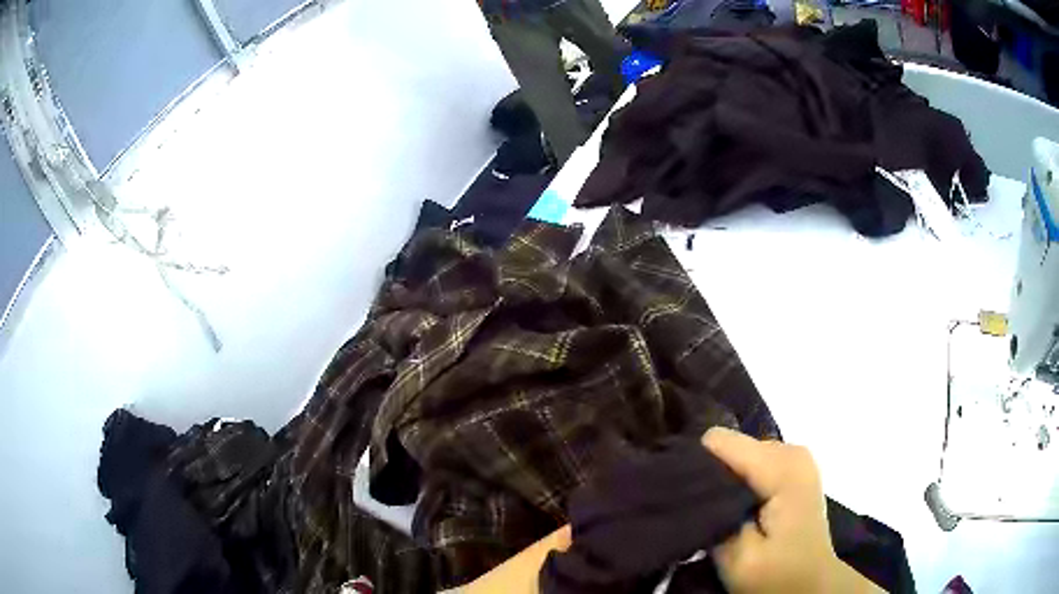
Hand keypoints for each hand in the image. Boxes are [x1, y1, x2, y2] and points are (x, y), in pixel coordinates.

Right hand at [703, 427, 882, 593]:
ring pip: (742, 453)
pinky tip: (741, 509)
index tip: (690, 501)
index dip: (699, 468)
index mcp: (782, 467)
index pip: (720, 441)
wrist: (813, 584)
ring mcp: (796, 457)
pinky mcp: (794, 468)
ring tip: (723, 514)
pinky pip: (755, 462)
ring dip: (727, 481)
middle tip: (708, 514)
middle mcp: (791, 450)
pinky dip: (742, 482)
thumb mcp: (739, 558)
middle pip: (732, 445)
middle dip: (714, 476)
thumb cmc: (777, 575)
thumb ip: (716, 515)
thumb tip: (694, 484)